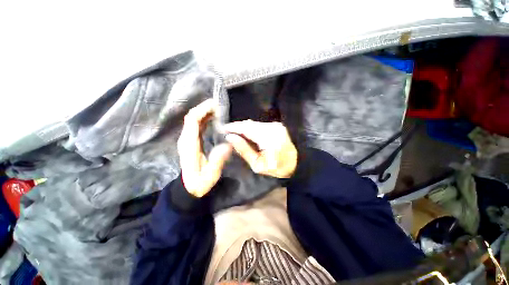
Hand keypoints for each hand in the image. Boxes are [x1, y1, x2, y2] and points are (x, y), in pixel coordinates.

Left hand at [177, 99, 232, 196]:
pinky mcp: (191, 141)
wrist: (189, 188)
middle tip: (220, 105)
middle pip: (192, 117)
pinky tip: (214, 118)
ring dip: (205, 112)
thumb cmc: (199, 182)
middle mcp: (186, 138)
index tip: (216, 105)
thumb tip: (227, 145)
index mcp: (189, 144)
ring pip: (194, 120)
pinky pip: (197, 125)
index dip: (202, 110)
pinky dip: (205, 119)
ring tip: (219, 109)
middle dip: (204, 108)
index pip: (192, 120)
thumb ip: (217, 161)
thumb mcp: (210, 175)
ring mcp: (188, 139)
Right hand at [224, 120, 297, 177]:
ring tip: (235, 133)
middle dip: (238, 127)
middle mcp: (273, 128)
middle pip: (250, 124)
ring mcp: (276, 125)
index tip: (223, 128)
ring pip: (254, 124)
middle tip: (227, 131)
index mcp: (269, 139)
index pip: (247, 129)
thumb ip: (244, 150)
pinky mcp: (277, 125)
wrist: (295, 163)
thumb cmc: (276, 168)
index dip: (234, 127)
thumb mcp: (258, 165)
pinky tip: (246, 133)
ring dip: (244, 128)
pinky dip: (251, 128)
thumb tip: (230, 137)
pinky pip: (260, 125)